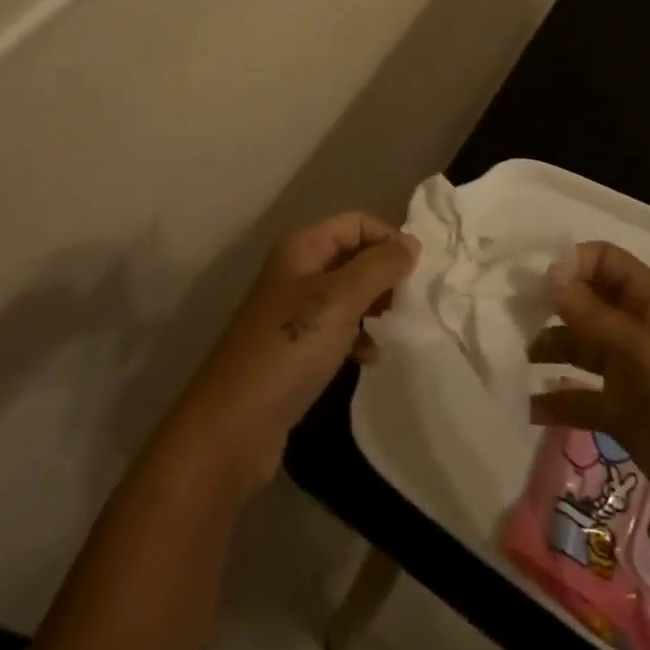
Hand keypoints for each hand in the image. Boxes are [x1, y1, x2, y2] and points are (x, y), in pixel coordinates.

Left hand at [170, 213, 417, 497]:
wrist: (232, 427)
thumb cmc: (289, 349)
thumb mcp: (340, 299)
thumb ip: (379, 266)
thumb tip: (411, 243)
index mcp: (301, 247)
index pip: (356, 222)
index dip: (388, 238)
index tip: (417, 271)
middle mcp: (295, 271)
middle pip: (352, 255)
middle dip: (383, 273)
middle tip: (407, 301)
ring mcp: (292, 311)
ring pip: (346, 293)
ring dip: (373, 306)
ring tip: (392, 328)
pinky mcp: (293, 349)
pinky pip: (335, 329)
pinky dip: (356, 337)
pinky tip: (368, 358)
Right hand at [528, 241, 649, 535]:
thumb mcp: (643, 349)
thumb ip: (592, 314)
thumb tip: (549, 274)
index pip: (602, 260)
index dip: (571, 263)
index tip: (536, 282)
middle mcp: (635, 327)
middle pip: (585, 300)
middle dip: (550, 303)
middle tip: (511, 315)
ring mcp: (628, 372)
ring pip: (577, 345)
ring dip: (548, 346)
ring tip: (516, 355)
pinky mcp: (622, 415)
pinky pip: (579, 398)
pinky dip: (554, 401)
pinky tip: (527, 406)